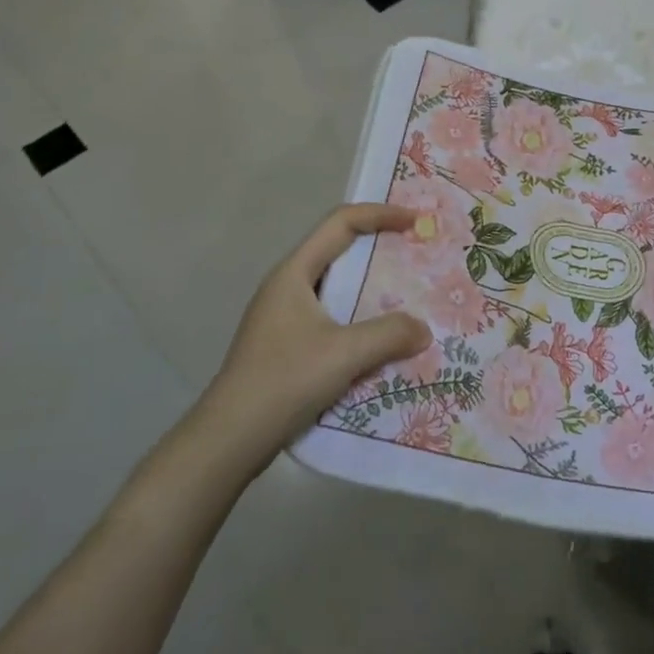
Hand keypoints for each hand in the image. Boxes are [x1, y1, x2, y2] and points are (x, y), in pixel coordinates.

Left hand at [197, 203, 431, 474]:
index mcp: (293, 273)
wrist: (229, 439)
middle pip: (338, 251)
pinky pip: (332, 318)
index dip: (380, 215)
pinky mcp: (286, 346)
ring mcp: (284, 317)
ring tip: (408, 298)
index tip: (416, 222)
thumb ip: (389, 335)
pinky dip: (360, 319)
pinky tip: (381, 341)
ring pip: (336, 288)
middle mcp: (287, 287)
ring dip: (371, 289)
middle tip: (417, 257)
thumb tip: (423, 329)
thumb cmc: (284, 381)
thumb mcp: (344, 354)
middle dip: (379, 249)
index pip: (340, 224)